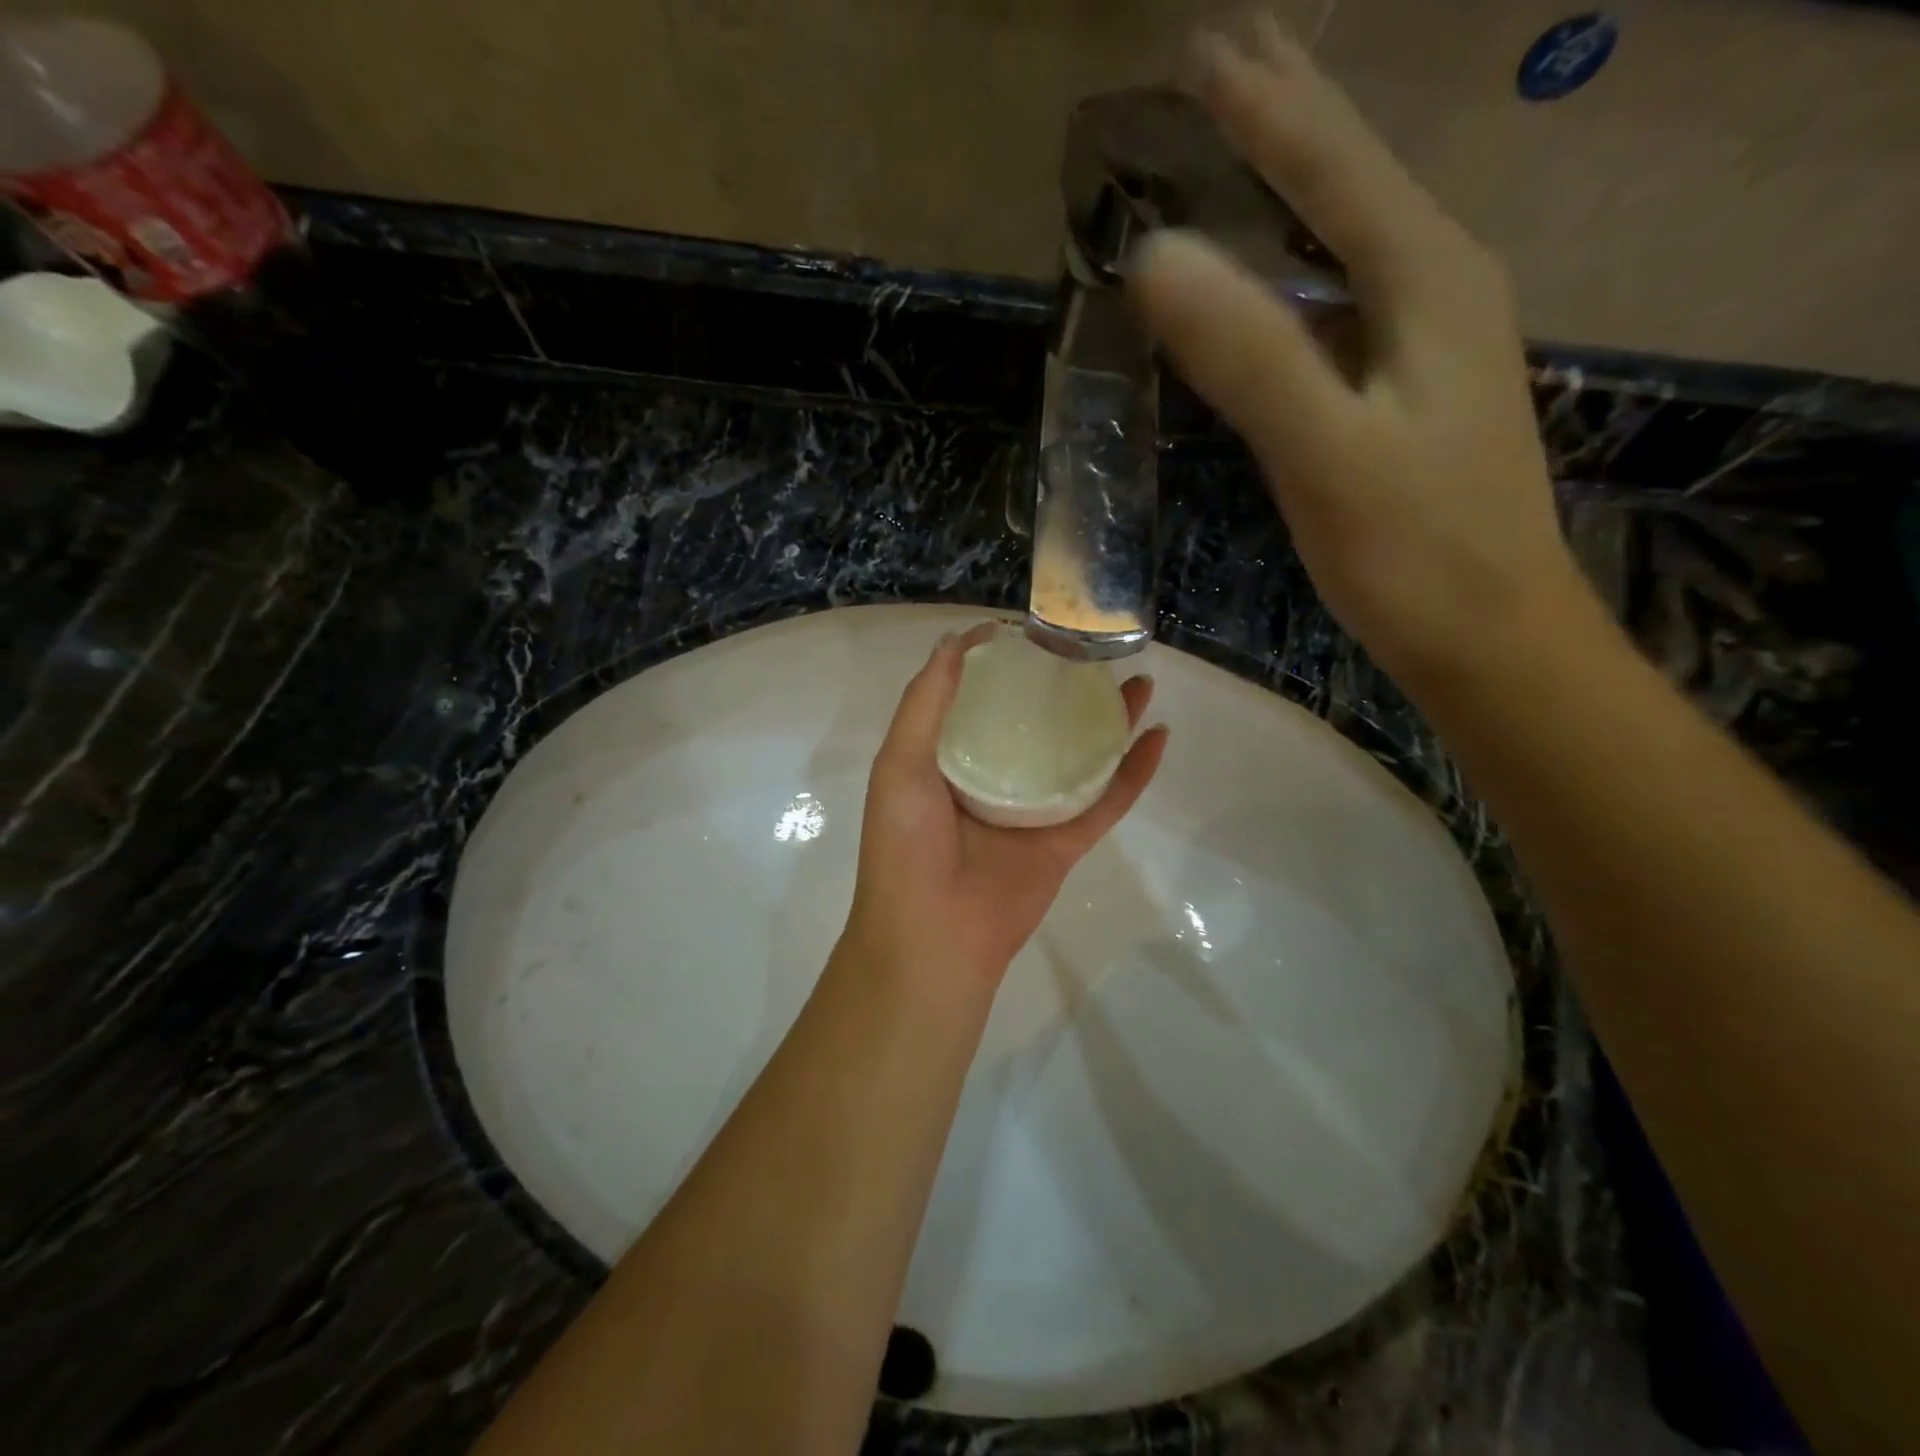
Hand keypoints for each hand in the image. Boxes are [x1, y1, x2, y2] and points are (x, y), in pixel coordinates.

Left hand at [844, 624, 1168, 987]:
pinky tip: (1159, 736)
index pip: (979, 700)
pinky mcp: (1065, 842)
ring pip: (1078, 756)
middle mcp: (991, 780)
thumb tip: (956, 639)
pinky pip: (1107, 801)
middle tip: (1094, 652)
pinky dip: (1134, 772)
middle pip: (1036, 723)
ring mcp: (1032, 811)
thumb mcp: (900, 762)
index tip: (1031, 630)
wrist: (934, 937)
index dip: (1004, 664)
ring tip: (1138, 681)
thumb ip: (926, 702)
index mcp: (947, 760)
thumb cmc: (907, 845)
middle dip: (1064, 688)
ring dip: (1109, 721)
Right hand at [1129, 17, 1588, 686]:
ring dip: (1294, 184)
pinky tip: (1277, 271)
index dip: (1264, 105)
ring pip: (1351, 235)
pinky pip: (1344, 297)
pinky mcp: (1410, 389)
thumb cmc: (1412, 551)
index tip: (1199, 47)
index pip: (1335, 166)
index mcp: (1426, 281)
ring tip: (1243, 140)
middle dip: (1289, 114)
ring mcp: (1429, 340)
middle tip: (1224, 55)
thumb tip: (1156, 256)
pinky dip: (1299, 264)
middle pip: (1354, 179)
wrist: (1488, 632)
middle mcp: (1438, 287)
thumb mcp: (1325, 453)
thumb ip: (1248, 354)